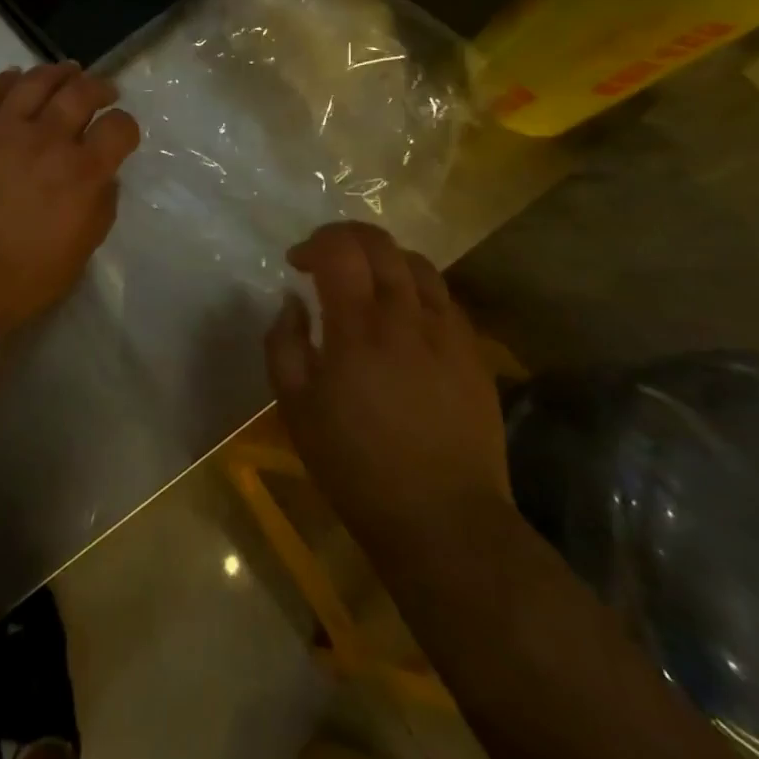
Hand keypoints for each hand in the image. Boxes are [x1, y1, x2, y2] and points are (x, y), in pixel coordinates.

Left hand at [0, 64, 140, 334]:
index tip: (121, 133)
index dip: (126, 126)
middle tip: (103, 91)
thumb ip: (100, 208)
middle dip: (99, 87)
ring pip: (36, 80)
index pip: (119, 127)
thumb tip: (104, 178)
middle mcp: (47, 139)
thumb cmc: (20, 280)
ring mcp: (3, 129)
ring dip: (57, 71)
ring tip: (66, 72)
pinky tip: (15, 77)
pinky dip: (6, 78)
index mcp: (82, 172)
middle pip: (81, 92)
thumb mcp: (79, 253)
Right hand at [266, 223, 511, 559]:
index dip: (314, 243)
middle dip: (346, 237)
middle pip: (380, 244)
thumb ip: (284, 343)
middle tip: (327, 258)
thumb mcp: (295, 408)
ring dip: (384, 258)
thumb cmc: (356, 467)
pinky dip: (416, 288)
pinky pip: (445, 298)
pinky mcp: (473, 352)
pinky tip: (405, 315)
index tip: (297, 263)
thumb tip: (293, 301)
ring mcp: (447, 332)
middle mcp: (405, 316)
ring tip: (368, 281)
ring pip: (418, 263)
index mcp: (357, 328)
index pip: (339, 249)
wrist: (443, 521)